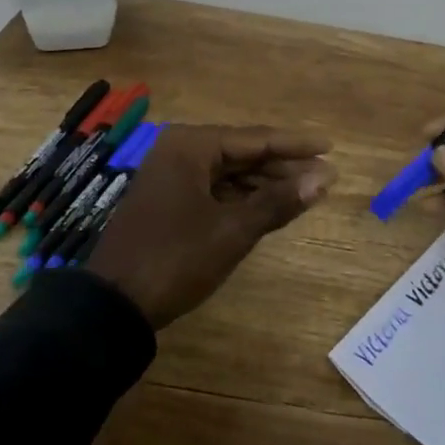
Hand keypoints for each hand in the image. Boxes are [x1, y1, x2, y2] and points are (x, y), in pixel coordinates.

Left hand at [84, 125, 335, 328]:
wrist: (114, 305)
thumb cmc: (176, 258)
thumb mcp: (233, 231)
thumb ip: (279, 201)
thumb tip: (324, 178)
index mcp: (191, 146)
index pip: (255, 139)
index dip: (295, 145)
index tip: (331, 148)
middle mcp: (180, 151)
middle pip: (243, 153)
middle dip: (284, 166)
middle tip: (325, 175)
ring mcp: (172, 176)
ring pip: (231, 173)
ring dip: (267, 183)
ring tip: (307, 192)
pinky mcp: (170, 200)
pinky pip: (216, 189)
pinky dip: (244, 198)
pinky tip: (271, 206)